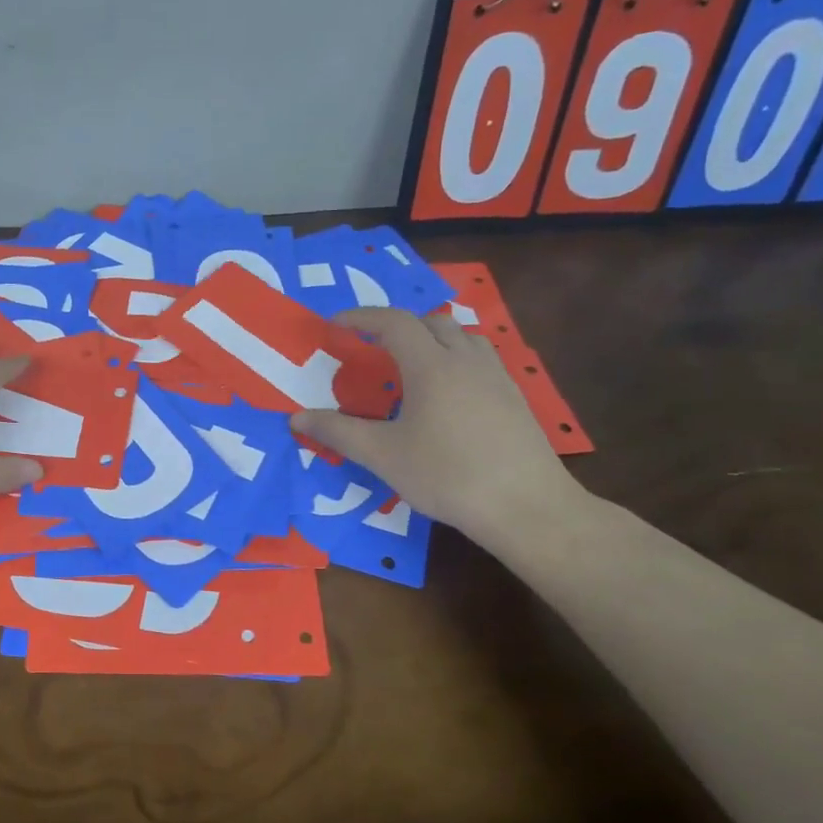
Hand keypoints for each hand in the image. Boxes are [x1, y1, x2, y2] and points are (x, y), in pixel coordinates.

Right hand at [290, 308, 582, 540]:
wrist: (526, 505)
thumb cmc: (447, 475)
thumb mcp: (383, 456)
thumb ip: (337, 432)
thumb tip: (297, 418)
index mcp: (431, 366)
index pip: (393, 322)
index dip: (361, 317)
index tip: (336, 324)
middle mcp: (465, 360)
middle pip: (430, 321)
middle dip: (397, 326)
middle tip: (372, 347)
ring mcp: (496, 376)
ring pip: (462, 336)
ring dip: (432, 338)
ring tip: (412, 364)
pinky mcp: (514, 397)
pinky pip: (480, 358)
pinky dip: (456, 359)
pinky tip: (448, 394)